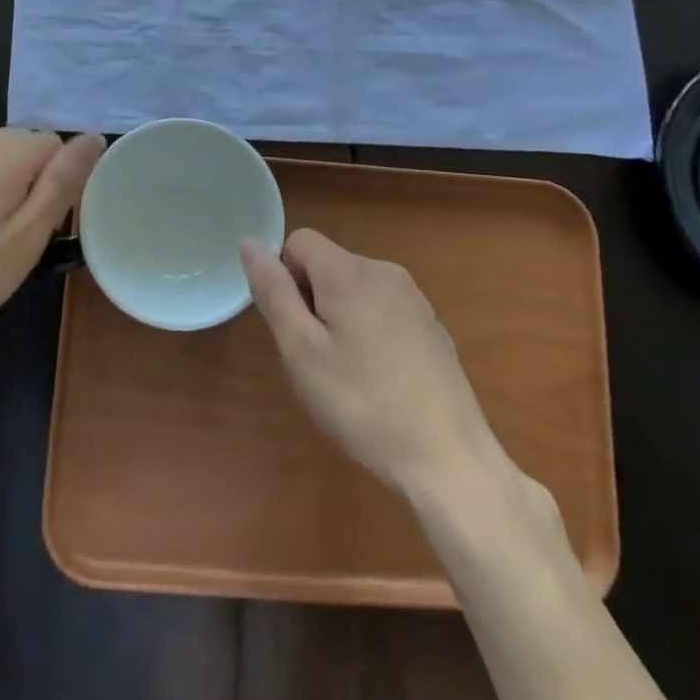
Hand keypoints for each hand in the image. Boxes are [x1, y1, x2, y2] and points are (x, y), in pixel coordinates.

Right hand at [242, 229, 520, 499]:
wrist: (449, 458)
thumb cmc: (363, 405)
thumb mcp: (302, 351)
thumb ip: (273, 292)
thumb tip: (250, 243)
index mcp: (349, 271)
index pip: (298, 242)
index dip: (285, 279)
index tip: (296, 328)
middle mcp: (384, 270)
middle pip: (327, 265)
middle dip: (312, 301)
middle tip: (318, 359)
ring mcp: (413, 297)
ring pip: (354, 288)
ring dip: (340, 317)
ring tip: (349, 375)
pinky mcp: (431, 324)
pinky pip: (382, 309)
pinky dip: (370, 331)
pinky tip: (381, 381)